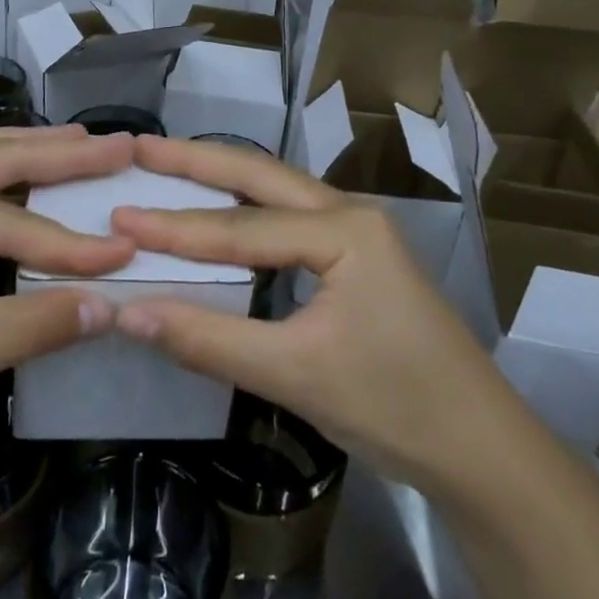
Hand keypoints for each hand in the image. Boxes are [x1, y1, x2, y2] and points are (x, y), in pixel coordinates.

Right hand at [111, 135, 530, 499]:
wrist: (481, 451)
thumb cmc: (394, 406)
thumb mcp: (295, 374)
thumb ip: (208, 340)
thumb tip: (128, 313)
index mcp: (344, 229)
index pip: (241, 227)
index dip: (175, 228)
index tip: (117, 215)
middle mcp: (350, 213)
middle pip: (261, 176)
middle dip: (198, 161)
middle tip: (141, 148)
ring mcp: (357, 232)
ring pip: (277, 192)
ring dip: (222, 178)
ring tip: (169, 165)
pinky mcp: (357, 256)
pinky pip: (289, 220)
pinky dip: (246, 212)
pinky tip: (220, 213)